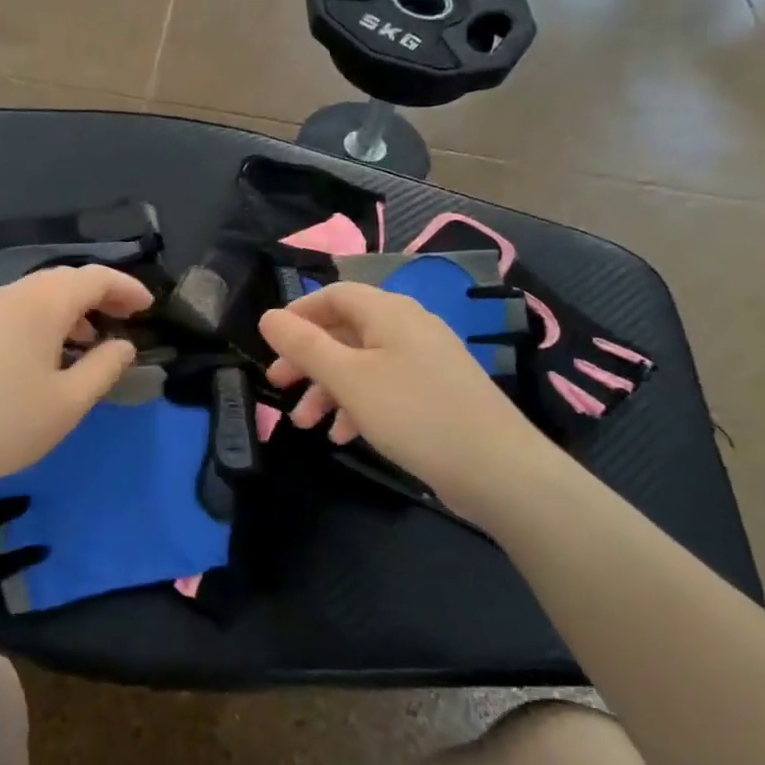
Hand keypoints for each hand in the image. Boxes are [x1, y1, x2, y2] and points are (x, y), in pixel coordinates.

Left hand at [0, 264, 152, 496]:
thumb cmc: (4, 422)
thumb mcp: (68, 402)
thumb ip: (104, 367)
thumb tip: (123, 345)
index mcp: (42, 302)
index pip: (95, 277)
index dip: (127, 288)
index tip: (150, 307)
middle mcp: (12, 292)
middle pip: (65, 279)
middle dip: (101, 294)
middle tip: (127, 318)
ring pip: (39, 293)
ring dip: (72, 308)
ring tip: (91, 339)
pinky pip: (17, 308)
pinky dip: (44, 318)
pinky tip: (47, 352)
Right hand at [259, 282, 574, 514]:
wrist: (497, 469)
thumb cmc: (413, 413)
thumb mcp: (348, 378)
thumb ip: (304, 345)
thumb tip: (268, 316)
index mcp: (388, 312)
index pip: (334, 295)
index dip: (298, 315)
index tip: (270, 344)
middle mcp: (408, 327)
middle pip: (345, 331)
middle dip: (308, 359)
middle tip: (278, 386)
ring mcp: (425, 361)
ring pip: (362, 364)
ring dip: (328, 389)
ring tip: (305, 424)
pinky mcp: (435, 393)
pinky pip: (385, 387)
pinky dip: (359, 405)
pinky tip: (344, 436)